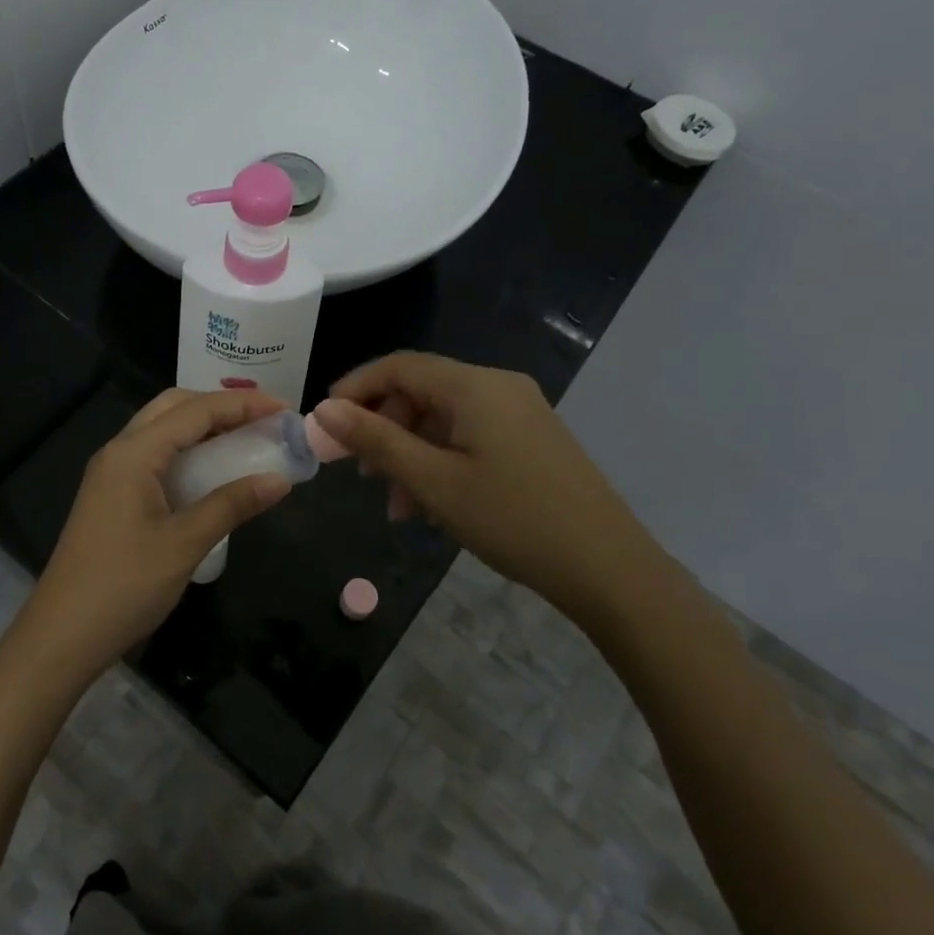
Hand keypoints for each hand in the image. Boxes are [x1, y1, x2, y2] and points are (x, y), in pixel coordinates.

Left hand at [18, 388, 292, 683]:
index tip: (284, 408)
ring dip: (202, 426)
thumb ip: (232, 505)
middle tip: (262, 419)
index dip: (242, 405)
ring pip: (161, 430)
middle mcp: (119, 451)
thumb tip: (280, 480)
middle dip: (219, 406)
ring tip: (244, 438)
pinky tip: (210, 471)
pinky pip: (154, 455)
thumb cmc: (123, 586)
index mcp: (134, 453)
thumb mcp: (185, 543)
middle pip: (173, 407)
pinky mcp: (110, 495)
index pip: (195, 411)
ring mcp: (111, 473)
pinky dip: (186, 451)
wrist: (61, 636)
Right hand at [313, 353, 671, 626]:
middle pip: (421, 391)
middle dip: (384, 429)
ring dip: (411, 453)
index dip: (356, 388)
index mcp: (474, 386)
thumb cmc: (512, 519)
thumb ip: (376, 440)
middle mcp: (498, 386)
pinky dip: (441, 460)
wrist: (608, 568)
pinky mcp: (532, 438)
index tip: (325, 423)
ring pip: (444, 418)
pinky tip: (432, 504)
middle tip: (361, 474)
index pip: (399, 366)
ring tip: (397, 506)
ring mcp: (520, 411)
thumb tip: (324, 411)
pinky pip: (471, 435)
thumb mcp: (433, 481)